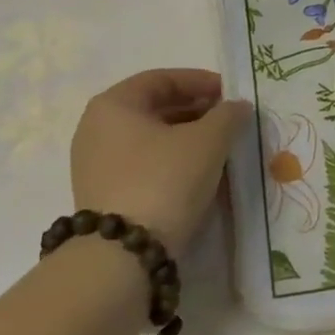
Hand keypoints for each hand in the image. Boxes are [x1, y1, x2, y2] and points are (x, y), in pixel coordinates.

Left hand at [69, 70, 251, 252]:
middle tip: (230, 120)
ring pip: (152, 139)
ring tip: (222, 148)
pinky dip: (174, 162)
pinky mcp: (105, 195)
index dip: (201, 81)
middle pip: (156, 108)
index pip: (163, 79)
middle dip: (197, 111)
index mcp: (113, 105)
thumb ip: (228, 115)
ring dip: (188, 138)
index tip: (232, 94)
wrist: (124, 256)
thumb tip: (237, 107)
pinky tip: (201, 174)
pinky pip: (145, 165)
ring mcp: (97, 165)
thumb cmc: (165, 180)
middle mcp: (97, 129)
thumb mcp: (208, 140)